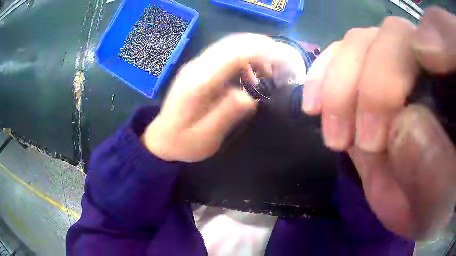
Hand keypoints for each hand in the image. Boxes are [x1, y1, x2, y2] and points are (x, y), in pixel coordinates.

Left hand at [142, 34, 277, 162]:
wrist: (162, 138)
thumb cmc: (183, 142)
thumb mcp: (206, 137)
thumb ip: (227, 115)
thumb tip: (251, 96)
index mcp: (198, 84)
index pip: (232, 55)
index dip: (260, 52)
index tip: (282, 59)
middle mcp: (196, 68)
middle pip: (232, 44)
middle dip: (261, 47)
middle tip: (282, 62)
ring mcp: (196, 66)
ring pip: (229, 46)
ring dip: (253, 51)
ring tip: (269, 71)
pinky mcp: (199, 69)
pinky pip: (225, 54)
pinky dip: (244, 58)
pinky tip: (251, 74)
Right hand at [302, 7, 455, 239]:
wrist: (413, 203)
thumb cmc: (430, 205)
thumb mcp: (435, 201)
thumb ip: (433, 167)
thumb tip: (404, 125)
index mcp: (451, 90)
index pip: (438, 37)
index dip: (416, 60)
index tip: (395, 115)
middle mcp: (428, 64)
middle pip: (394, 35)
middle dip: (371, 86)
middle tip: (360, 143)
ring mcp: (396, 63)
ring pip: (362, 41)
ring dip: (339, 84)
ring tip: (334, 136)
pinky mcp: (368, 75)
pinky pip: (340, 54)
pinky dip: (323, 76)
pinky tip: (314, 105)